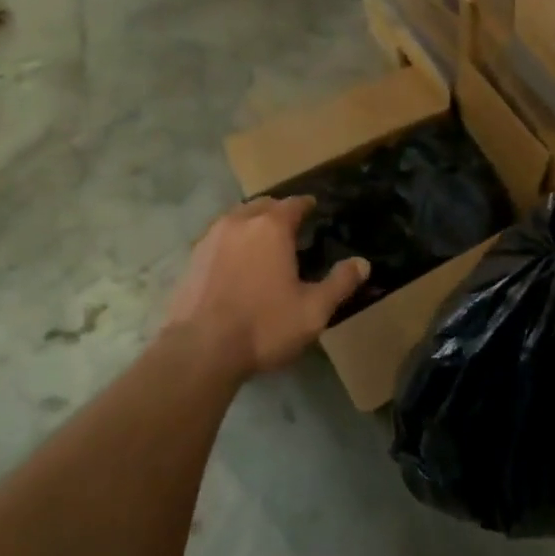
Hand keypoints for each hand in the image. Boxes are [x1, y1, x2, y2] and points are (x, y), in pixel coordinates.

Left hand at [162, 196, 367, 380]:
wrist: (199, 352)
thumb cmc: (263, 326)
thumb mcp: (313, 310)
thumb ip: (340, 283)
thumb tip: (363, 264)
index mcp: (271, 227)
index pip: (293, 203)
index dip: (306, 204)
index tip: (314, 208)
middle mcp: (239, 223)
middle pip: (262, 205)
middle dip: (278, 210)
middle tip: (291, 225)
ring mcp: (210, 239)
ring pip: (236, 219)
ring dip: (251, 223)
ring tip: (262, 241)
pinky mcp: (191, 259)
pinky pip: (217, 238)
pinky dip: (231, 242)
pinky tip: (235, 262)